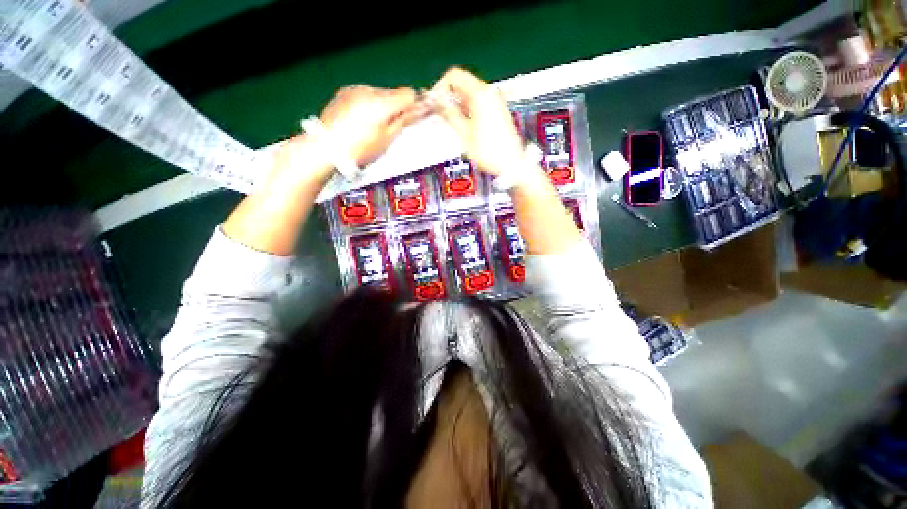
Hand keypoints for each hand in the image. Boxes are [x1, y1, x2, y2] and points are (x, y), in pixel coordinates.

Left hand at [320, 85, 424, 166]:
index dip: (415, 105)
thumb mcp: (386, 139)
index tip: (416, 115)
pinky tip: (362, 122)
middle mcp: (369, 91)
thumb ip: (404, 121)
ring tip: (374, 127)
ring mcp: (355, 90)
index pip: (409, 95)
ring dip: (383, 106)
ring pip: (379, 94)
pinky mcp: (345, 93)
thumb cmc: (360, 149)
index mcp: (382, 104)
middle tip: (393, 128)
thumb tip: (420, 110)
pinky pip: (365, 95)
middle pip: (394, 94)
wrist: (326, 147)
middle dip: (397, 107)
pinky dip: (369, 105)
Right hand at [430, 67, 524, 176]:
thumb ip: (449, 114)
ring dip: (456, 104)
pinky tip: (461, 124)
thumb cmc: (490, 152)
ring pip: (468, 94)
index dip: (440, 87)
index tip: (434, 102)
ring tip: (449, 122)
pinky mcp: (496, 110)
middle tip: (438, 113)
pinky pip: (476, 102)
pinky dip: (466, 109)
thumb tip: (436, 102)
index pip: (454, 76)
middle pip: (461, 83)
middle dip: (447, 96)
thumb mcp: (464, 134)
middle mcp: (489, 93)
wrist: (511, 163)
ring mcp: (494, 101)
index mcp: (481, 95)